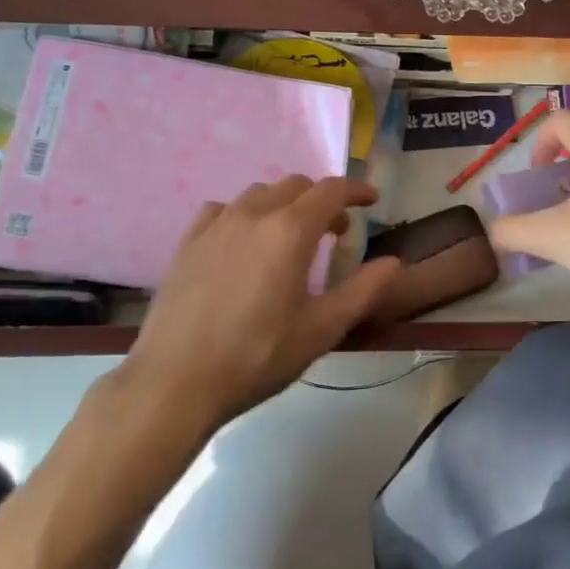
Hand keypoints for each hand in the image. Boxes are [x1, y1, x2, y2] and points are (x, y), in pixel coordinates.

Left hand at [122, 176, 401, 428]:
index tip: (371, 201)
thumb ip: (362, 291)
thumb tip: (394, 263)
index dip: (356, 190)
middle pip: (296, 185)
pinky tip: (243, 242)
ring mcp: (216, 224)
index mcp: (290, 231)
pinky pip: (222, 209)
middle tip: (335, 232)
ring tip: (289, 237)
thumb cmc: (257, 357)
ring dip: (284, 204)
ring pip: (259, 193)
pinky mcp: (188, 241)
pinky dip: (244, 214)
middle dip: (322, 200)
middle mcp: (253, 214)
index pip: (331, 190)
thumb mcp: (320, 330)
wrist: (175, 382)